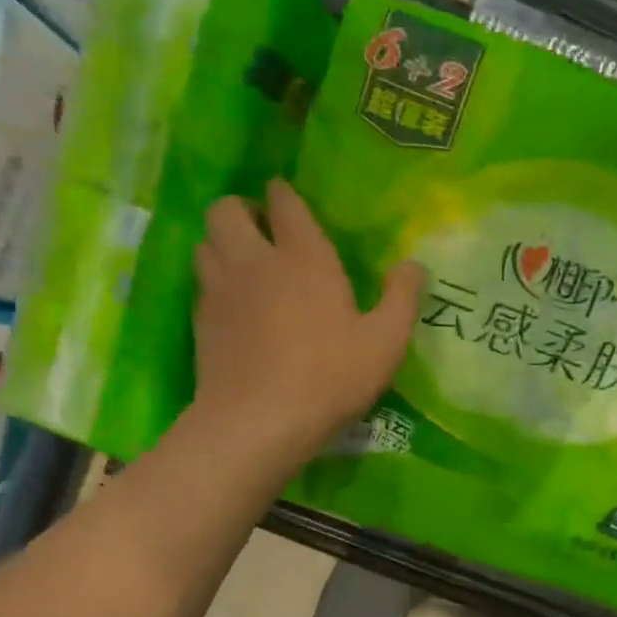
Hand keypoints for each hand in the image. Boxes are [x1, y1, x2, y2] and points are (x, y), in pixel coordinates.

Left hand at [190, 181, 422, 466]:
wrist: (259, 421)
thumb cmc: (330, 377)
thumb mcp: (385, 342)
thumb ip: (402, 298)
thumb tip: (414, 265)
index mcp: (304, 258)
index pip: (285, 203)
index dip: (285, 195)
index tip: (289, 200)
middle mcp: (255, 261)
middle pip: (226, 209)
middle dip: (243, 210)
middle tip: (264, 232)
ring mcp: (221, 289)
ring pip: (206, 242)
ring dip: (223, 243)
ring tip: (246, 264)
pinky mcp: (201, 320)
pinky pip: (202, 282)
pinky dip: (215, 280)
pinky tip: (234, 304)